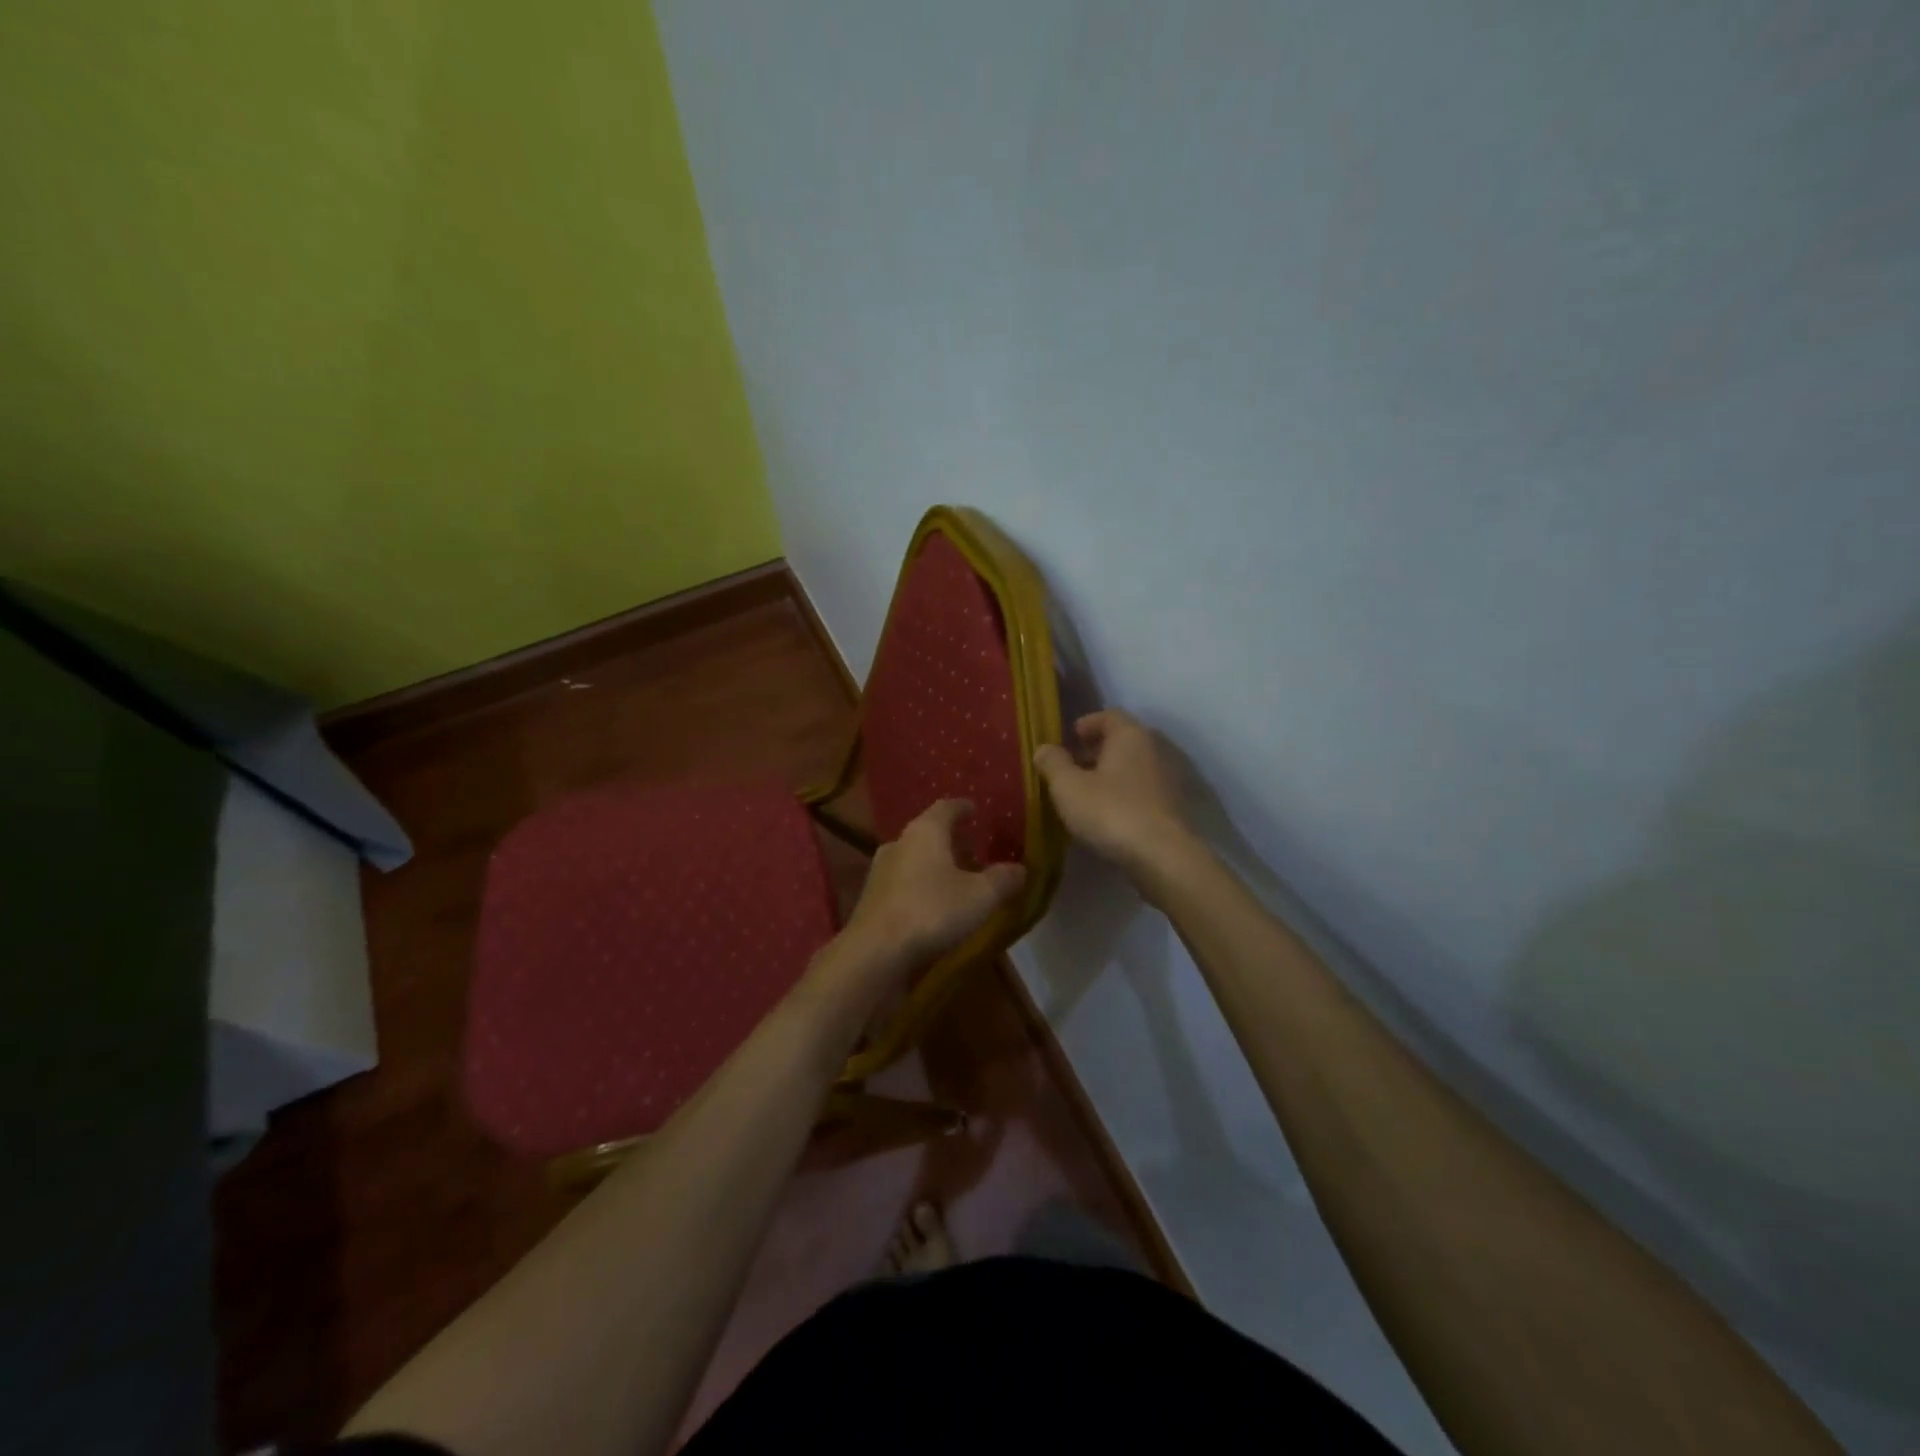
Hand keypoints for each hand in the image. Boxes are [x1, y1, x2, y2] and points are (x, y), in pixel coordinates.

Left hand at [842, 799, 1026, 966]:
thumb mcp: (981, 896)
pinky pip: (903, 883)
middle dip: (952, 841)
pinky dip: (921, 887)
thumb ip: (1003, 879)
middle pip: (929, 833)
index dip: (964, 808)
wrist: (875, 953)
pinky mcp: (872, 900)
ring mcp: (880, 871)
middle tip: (975, 851)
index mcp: (925, 831)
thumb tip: (1020, 869)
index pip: (946, 807)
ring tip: (959, 881)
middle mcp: (899, 843)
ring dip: (936, 866)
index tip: (976, 811)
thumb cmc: (932, 912)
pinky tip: (935, 906)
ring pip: (915, 859)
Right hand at [1034, 710, 1197, 878]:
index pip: (1109, 715)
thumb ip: (1053, 763)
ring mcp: (1167, 779)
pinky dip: (1123, 794)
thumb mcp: (1068, 787)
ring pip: (1132, 767)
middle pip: (1122, 741)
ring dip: (1109, 775)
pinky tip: (1106, 814)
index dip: (1087, 723)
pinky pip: (1141, 790)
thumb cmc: (1111, 811)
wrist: (1163, 856)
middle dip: (1095, 750)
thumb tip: (1044, 748)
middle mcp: (1153, 749)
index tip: (1069, 737)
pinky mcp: (1172, 807)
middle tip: (1071, 766)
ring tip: (1084, 793)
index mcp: (1130, 735)